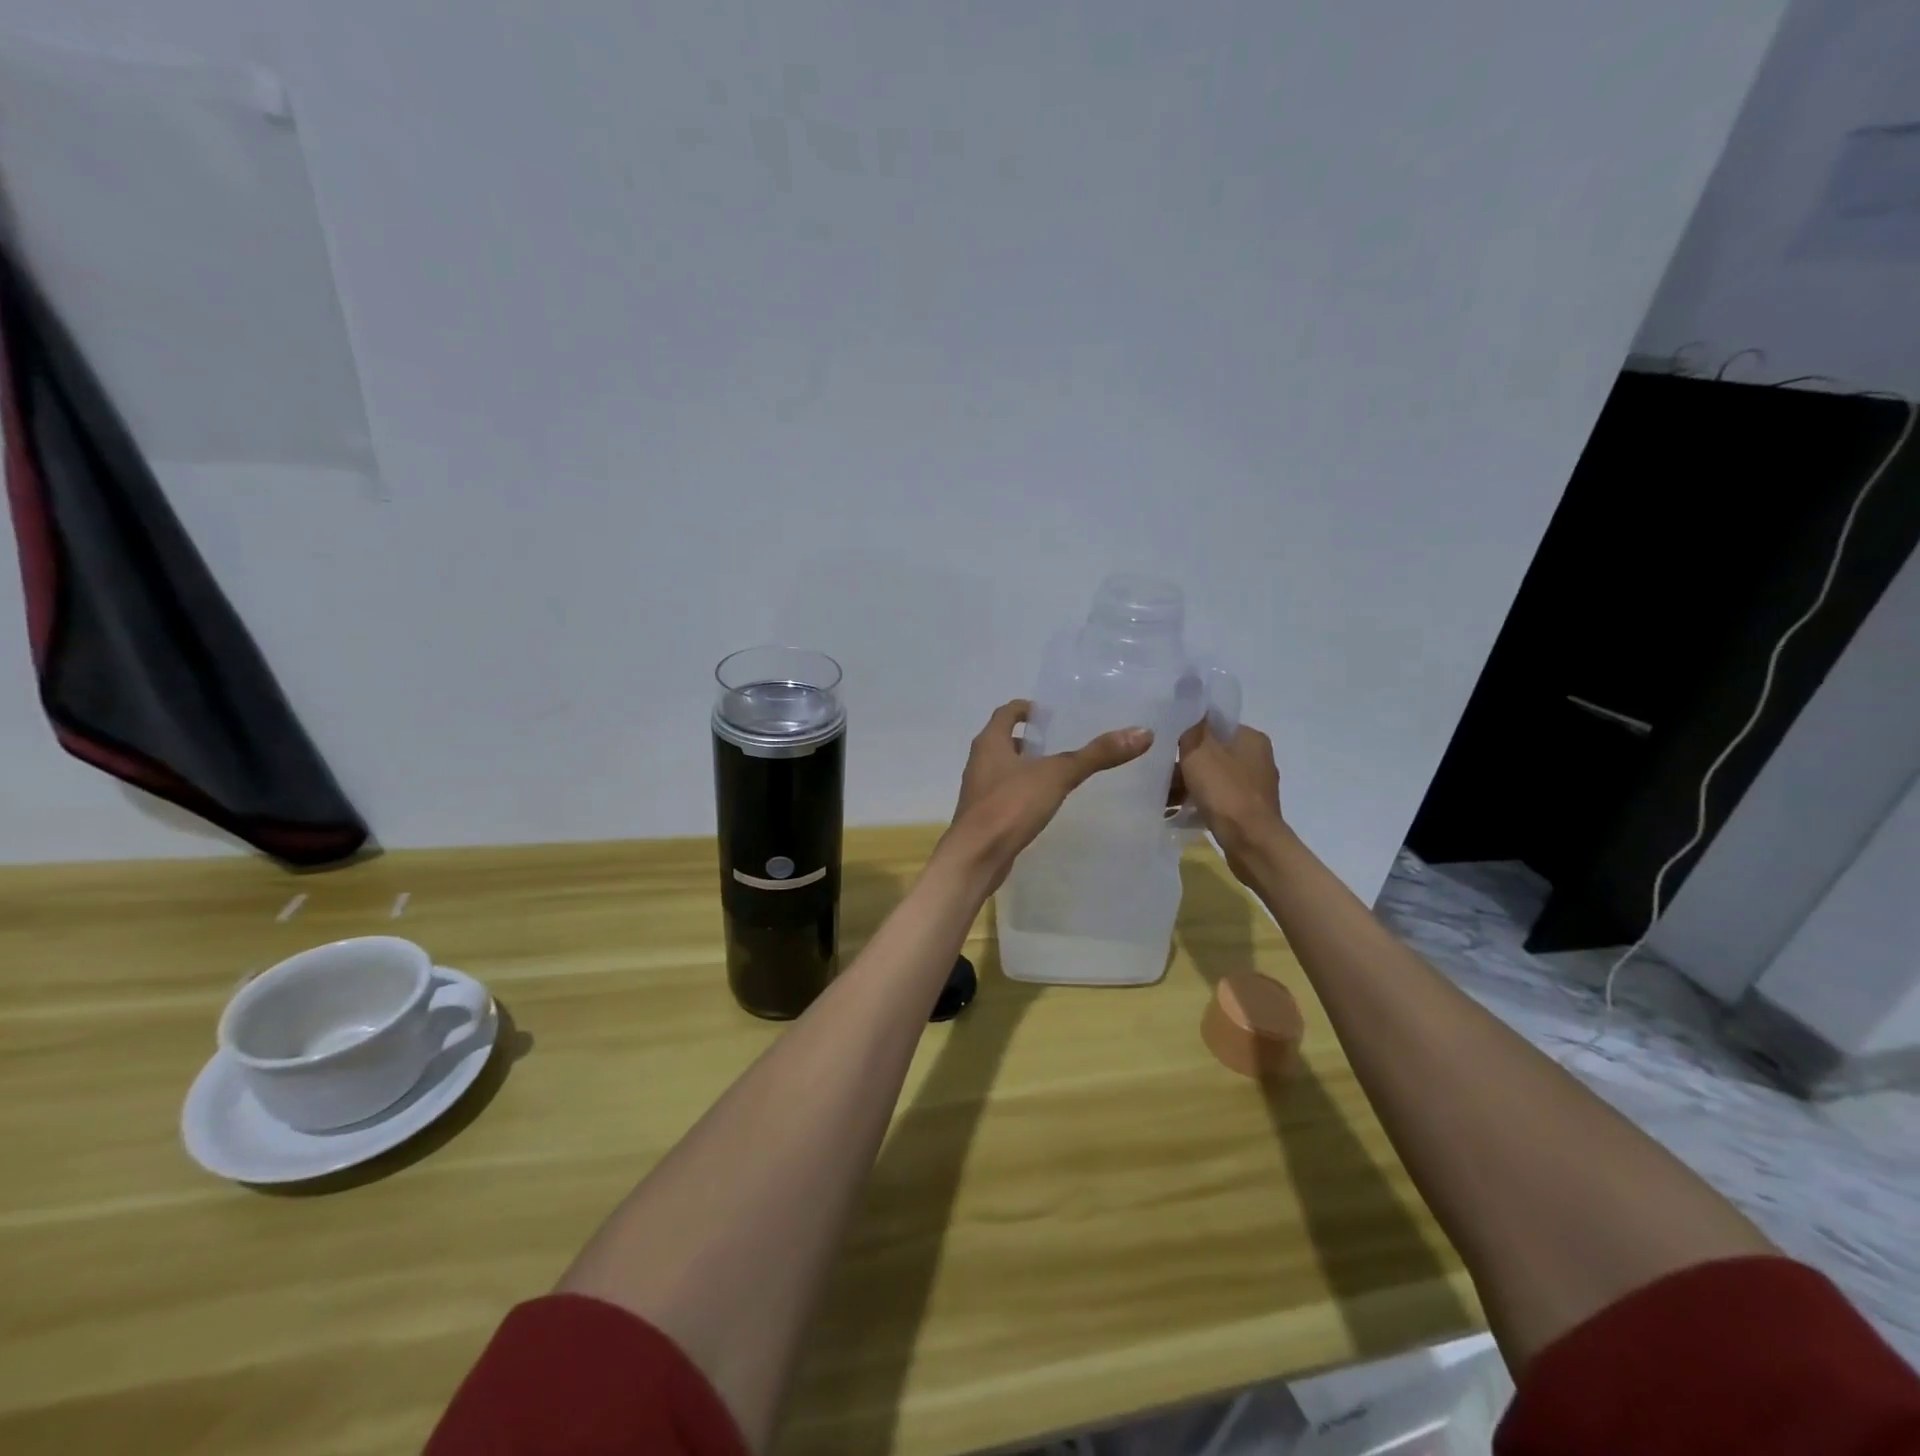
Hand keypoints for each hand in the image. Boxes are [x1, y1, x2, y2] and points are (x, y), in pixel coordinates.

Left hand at [941, 700, 1152, 891]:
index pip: (1007, 712)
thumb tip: (1143, 733)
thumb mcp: (1057, 775)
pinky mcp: (984, 816)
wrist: (976, 857)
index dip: (1027, 708)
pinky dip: (1023, 792)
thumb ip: (1096, 755)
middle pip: (1004, 740)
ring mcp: (979, 791)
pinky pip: (1005, 795)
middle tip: (1062, 741)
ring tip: (1058, 772)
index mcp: (990, 742)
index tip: (1051, 712)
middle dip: (1030, 739)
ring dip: (1026, 766)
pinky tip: (1044, 804)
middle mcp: (980, 761)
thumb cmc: (1011, 806)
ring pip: (1004, 768)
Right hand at [1172, 719, 1282, 882]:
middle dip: (1184, 762)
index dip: (1189, 731)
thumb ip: (1192, 727)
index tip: (1166, 741)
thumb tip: (1189, 704)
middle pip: (1212, 752)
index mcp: (1251, 738)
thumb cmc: (1225, 791)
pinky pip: (1217, 799)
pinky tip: (1176, 812)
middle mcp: (1257, 758)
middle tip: (1159, 771)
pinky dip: (1198, 802)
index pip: (1215, 724)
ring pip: (1212, 777)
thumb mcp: (1199, 751)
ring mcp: (1254, 787)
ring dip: (1188, 784)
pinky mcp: (1249, 811)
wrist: (1252, 843)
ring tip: (1161, 796)